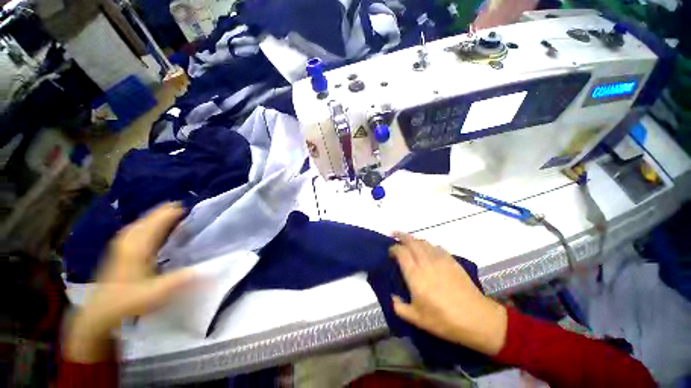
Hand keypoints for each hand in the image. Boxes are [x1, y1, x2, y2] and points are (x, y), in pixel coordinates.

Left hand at [65, 203, 195, 362]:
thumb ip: (181, 280)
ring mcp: (121, 248)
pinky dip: (143, 227)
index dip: (170, 214)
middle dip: (161, 212)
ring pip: (138, 226)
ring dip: (151, 218)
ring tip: (165, 213)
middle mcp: (128, 243)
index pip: (156, 224)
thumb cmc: (129, 301)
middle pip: (145, 221)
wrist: (100, 314)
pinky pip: (133, 233)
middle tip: (178, 206)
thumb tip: (208, 269)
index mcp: (138, 248)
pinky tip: (147, 230)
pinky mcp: (118, 254)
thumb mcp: (157, 293)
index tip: (185, 206)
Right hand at [389, 233, 507, 355]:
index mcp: (415, 275)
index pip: (401, 252)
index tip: (390, 251)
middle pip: (411, 241)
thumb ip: (399, 307)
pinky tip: (426, 249)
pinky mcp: (451, 260)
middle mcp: (425, 262)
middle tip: (394, 234)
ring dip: (413, 239)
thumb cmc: (444, 320)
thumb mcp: (417, 319)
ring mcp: (440, 259)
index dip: (393, 248)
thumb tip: (392, 297)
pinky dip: (427, 245)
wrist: (477, 318)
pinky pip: (436, 246)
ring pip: (423, 242)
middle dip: (401, 235)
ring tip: (408, 241)